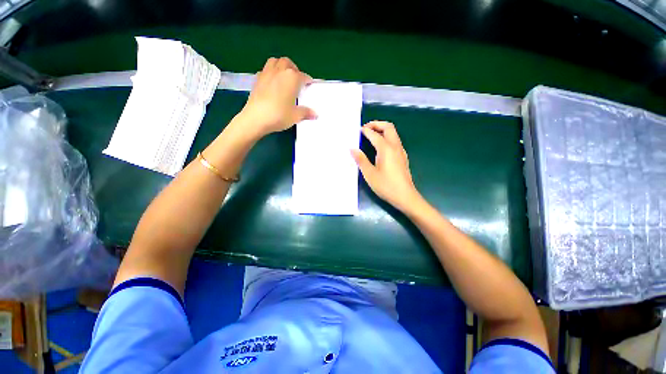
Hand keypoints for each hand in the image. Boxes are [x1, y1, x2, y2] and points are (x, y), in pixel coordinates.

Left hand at [237, 57, 315, 138]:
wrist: (256, 118)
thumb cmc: (279, 115)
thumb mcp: (296, 116)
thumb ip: (306, 112)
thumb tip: (315, 114)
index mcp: (292, 78)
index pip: (303, 76)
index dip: (308, 81)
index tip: (310, 85)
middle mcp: (280, 71)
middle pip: (288, 63)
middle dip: (294, 69)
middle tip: (297, 80)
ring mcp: (266, 73)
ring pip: (275, 62)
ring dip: (281, 66)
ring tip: (284, 77)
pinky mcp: (257, 79)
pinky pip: (265, 70)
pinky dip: (271, 73)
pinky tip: (272, 83)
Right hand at [351, 121, 421, 212]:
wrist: (405, 196)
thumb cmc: (386, 186)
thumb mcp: (369, 174)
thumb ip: (361, 159)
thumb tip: (352, 149)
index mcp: (386, 149)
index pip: (374, 134)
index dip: (365, 130)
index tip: (357, 131)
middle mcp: (395, 146)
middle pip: (388, 127)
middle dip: (376, 124)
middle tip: (365, 129)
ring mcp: (401, 151)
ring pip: (393, 133)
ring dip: (382, 130)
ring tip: (371, 136)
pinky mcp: (402, 157)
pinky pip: (395, 141)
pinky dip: (386, 137)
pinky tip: (379, 147)